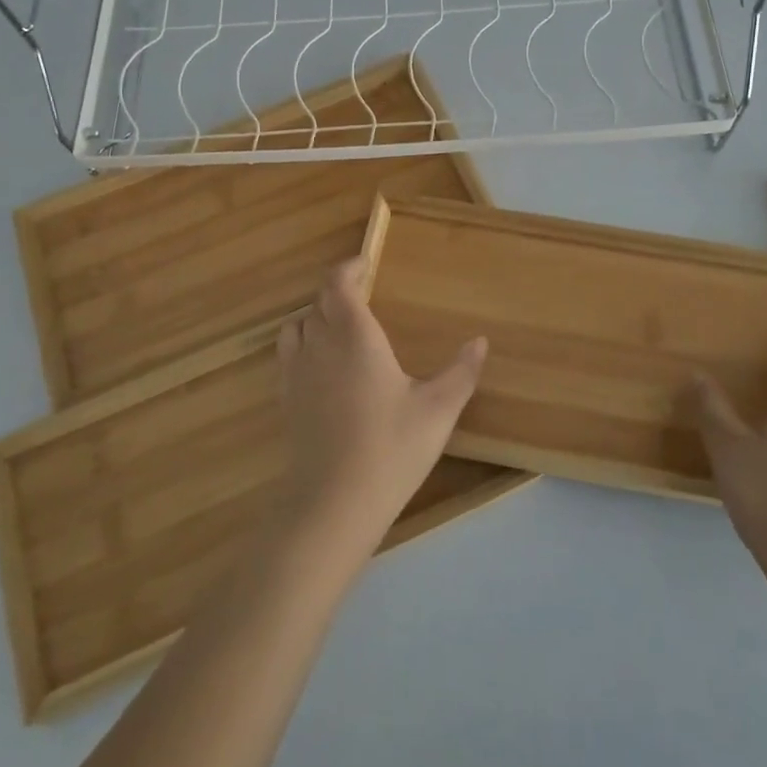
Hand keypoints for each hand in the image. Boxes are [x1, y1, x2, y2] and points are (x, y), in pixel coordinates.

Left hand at [273, 258, 487, 565]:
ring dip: (317, 316)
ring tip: (341, 327)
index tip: (365, 263)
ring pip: (298, 325)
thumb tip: (480, 341)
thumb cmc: (390, 448)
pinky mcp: (286, 399)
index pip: (338, 284)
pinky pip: (288, 353)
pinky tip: (323, 366)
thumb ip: (461, 372)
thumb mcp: (438, 410)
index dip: (349, 268)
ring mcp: (297, 372)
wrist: (334, 503)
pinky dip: (302, 343)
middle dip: (339, 292)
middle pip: (319, 302)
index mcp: (355, 336)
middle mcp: (320, 344)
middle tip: (364, 296)